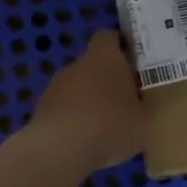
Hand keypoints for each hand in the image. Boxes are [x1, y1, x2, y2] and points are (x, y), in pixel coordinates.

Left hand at [28, 31, 149, 170]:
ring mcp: (55, 87)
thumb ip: (144, 108)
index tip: (134, 62)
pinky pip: (64, 110)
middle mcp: (77, 64)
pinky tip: (85, 143)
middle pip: (94, 64)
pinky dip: (74, 121)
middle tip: (126, 102)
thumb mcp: (144, 121)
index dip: (121, 46)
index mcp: (104, 57)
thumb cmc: (110, 126)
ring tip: (106, 128)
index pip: (109, 37)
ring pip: (78, 88)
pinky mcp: (42, 110)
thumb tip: (141, 106)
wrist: (60, 150)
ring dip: (89, 102)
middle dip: (107, 80)